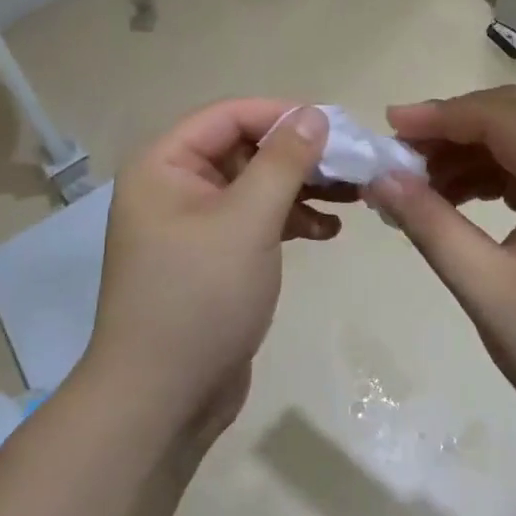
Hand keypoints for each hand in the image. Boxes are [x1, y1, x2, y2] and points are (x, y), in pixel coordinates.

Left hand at [86, 101, 342, 438]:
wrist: (162, 402)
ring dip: (301, 187)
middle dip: (299, 155)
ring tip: (353, 195)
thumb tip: (314, 113)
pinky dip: (289, 220)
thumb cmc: (200, 298)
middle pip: (245, 148)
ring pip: (255, 185)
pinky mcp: (212, 257)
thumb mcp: (248, 221)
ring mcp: (192, 224)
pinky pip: (254, 220)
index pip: (229, 115)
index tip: (335, 126)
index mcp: (164, 164)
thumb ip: (283, 162)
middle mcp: (174, 185)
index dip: (282, 114)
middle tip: (352, 163)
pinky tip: (327, 232)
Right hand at [366, 87, 515, 459]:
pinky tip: (463, 199)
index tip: (388, 127)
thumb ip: (431, 225)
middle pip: (515, 116)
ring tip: (423, 182)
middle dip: (454, 128)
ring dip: (474, 151)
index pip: (499, 116)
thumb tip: (381, 179)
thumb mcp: (488, 288)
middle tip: (402, 152)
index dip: (439, 116)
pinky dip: (497, 174)